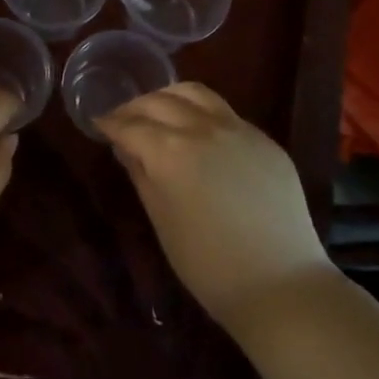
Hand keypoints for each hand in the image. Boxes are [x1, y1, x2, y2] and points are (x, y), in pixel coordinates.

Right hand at [97, 83, 331, 330]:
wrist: (280, 284)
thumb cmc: (208, 264)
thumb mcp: (161, 220)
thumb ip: (141, 174)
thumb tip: (127, 147)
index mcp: (170, 151)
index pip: (131, 125)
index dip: (110, 124)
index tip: (99, 125)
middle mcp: (203, 128)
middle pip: (160, 101)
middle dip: (136, 107)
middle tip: (123, 119)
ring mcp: (238, 129)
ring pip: (195, 93)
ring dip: (169, 97)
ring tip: (159, 111)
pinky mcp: (264, 139)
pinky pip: (225, 112)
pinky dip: (201, 112)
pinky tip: (198, 131)